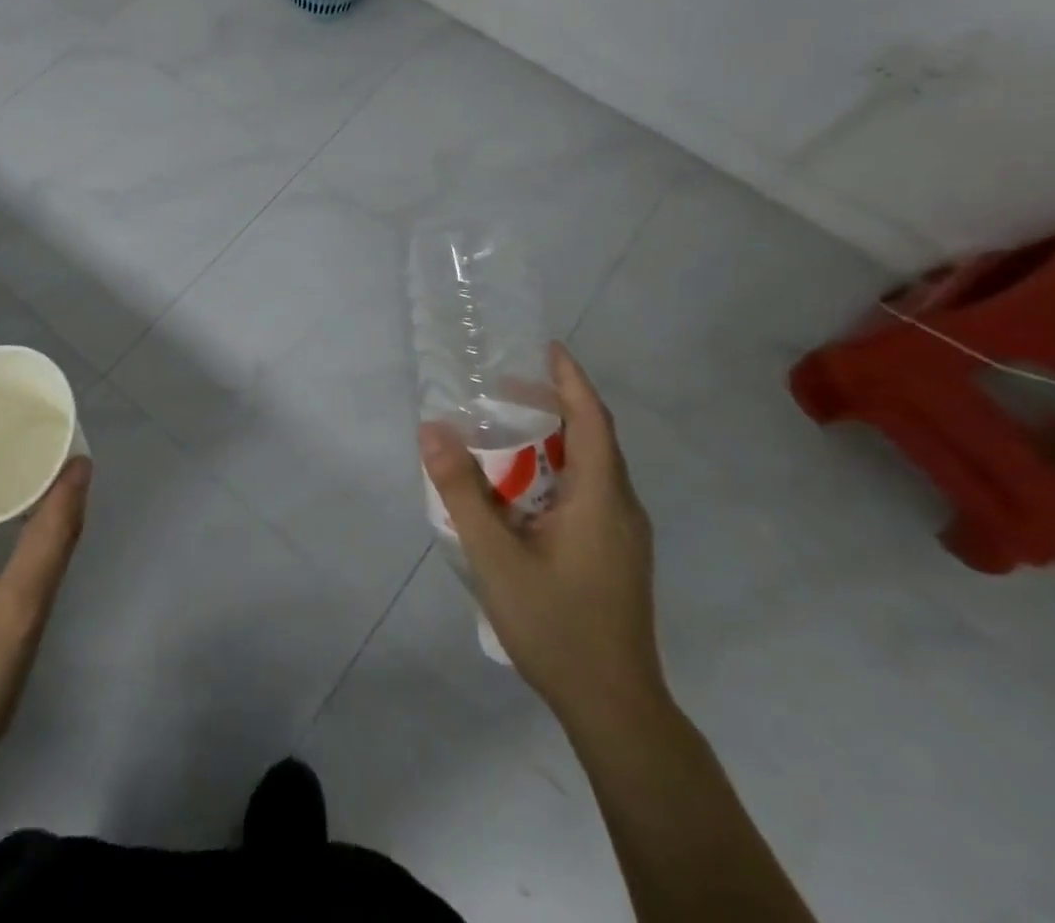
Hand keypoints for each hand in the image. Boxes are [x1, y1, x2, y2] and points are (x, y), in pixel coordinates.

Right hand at [419, 343, 662, 724]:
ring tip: (507, 430)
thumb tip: (431, 429)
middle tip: (504, 386)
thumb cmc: (556, 624)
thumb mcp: (495, 555)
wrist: (614, 708)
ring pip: (592, 468)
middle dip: (555, 404)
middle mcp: (622, 508)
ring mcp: (623, 535)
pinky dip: (558, 471)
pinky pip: (589, 493)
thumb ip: (462, 490)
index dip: (571, 379)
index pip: (593, 419)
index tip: (545, 347)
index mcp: (602, 498)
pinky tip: (522, 489)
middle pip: (594, 438)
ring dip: (555, 440)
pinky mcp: (616, 555)